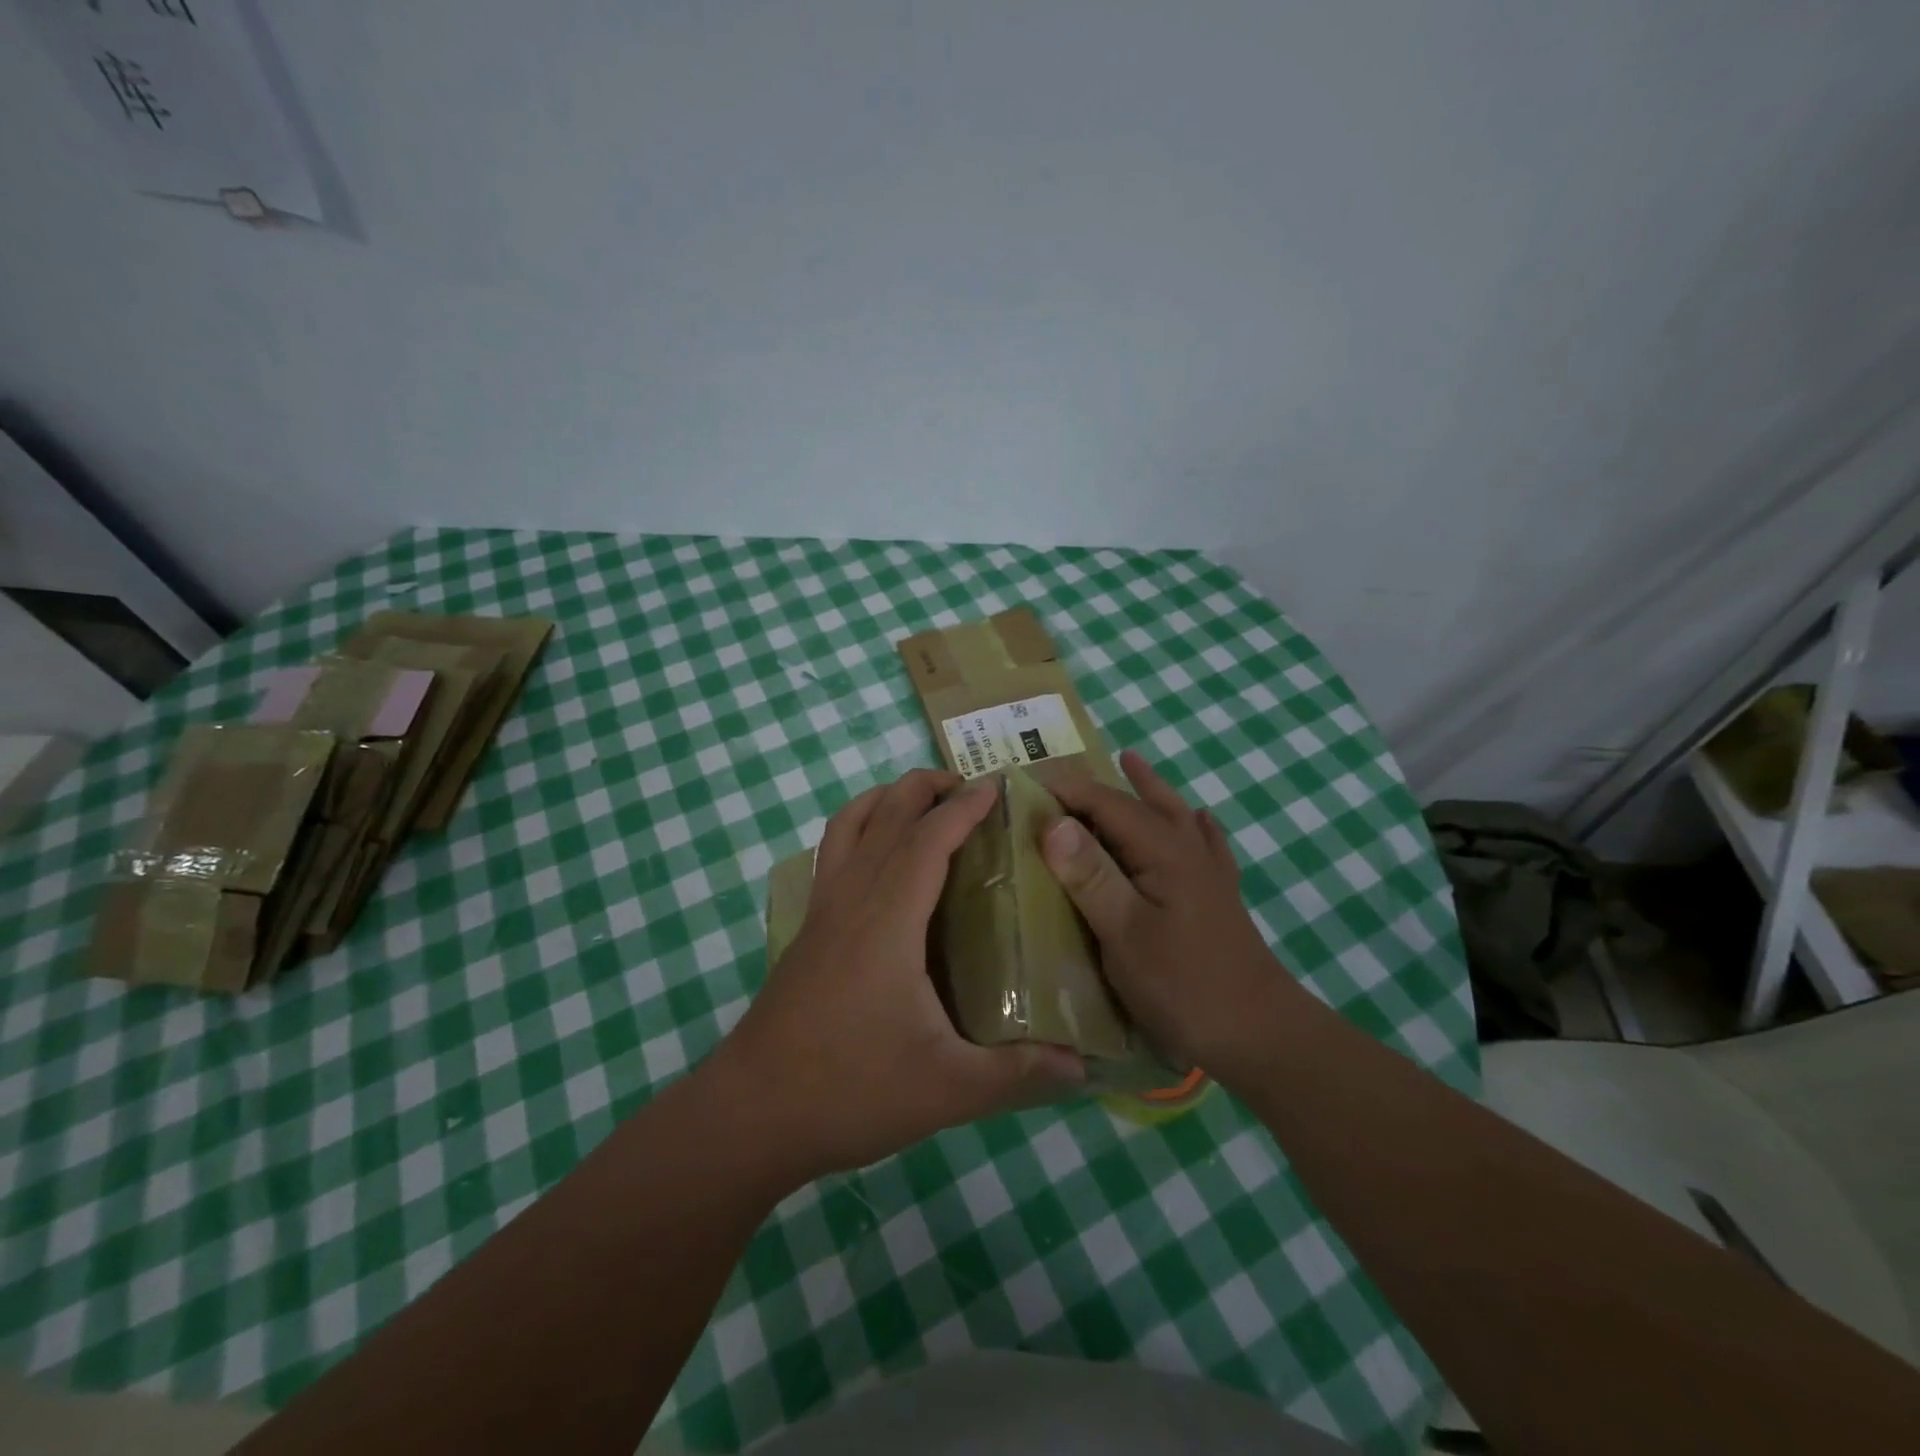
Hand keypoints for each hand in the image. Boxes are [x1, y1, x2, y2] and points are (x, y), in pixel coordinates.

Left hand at [706, 768, 1085, 1184]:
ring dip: (887, 798)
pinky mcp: (807, 928)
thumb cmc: (850, 1091)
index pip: (929, 839)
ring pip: (849, 823)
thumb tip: (1082, 1068)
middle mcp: (852, 898)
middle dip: (927, 787)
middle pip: (886, 814)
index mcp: (889, 920)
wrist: (752, 1112)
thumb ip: (1017, 1072)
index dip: (964, 807)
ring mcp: (822, 909)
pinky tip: (880, 857)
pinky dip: (859, 827)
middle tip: (972, 789)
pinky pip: (832, 852)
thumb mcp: (947, 1088)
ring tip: (925, 803)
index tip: (999, 786)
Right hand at [1042, 751, 1292, 1071]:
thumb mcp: (1125, 934)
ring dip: (1146, 788)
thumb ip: (1090, 875)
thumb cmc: (1183, 985)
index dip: (1064, 790)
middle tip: (1060, 775)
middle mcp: (1186, 848)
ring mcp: (1208, 870)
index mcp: (1161, 850)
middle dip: (1098, 785)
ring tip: (1130, 761)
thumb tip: (1053, 821)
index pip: (1105, 803)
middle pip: (1137, 802)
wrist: (1259, 1033)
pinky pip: (1204, 841)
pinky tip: (1198, 819)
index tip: (1022, 784)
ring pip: (1172, 813)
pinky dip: (1193, 823)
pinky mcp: (1219, 894)